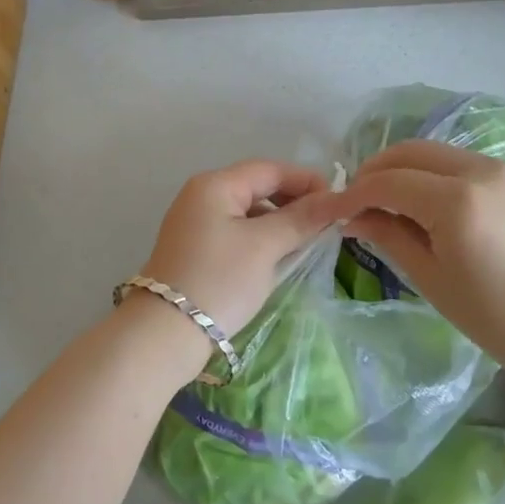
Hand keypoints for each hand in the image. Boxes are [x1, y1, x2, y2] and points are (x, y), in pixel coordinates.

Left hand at [136, 159, 344, 350]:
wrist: (165, 333)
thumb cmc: (219, 280)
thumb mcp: (264, 246)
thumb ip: (301, 219)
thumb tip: (336, 199)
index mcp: (214, 185)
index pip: (269, 170)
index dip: (307, 181)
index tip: (339, 203)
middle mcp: (201, 196)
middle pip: (257, 187)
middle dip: (294, 202)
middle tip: (327, 225)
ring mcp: (195, 223)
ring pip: (248, 211)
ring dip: (279, 222)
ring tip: (308, 243)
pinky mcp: (195, 249)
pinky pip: (236, 232)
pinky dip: (261, 238)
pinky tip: (278, 257)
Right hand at [334, 139, 504, 376]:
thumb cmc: (503, 320)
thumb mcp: (435, 282)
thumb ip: (391, 237)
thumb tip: (354, 217)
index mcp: (455, 201)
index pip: (387, 182)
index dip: (353, 194)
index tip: (332, 211)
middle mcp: (479, 171)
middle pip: (409, 152)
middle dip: (375, 171)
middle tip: (356, 201)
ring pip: (436, 152)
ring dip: (404, 168)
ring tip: (388, 200)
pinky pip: (463, 162)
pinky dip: (435, 173)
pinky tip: (428, 201)